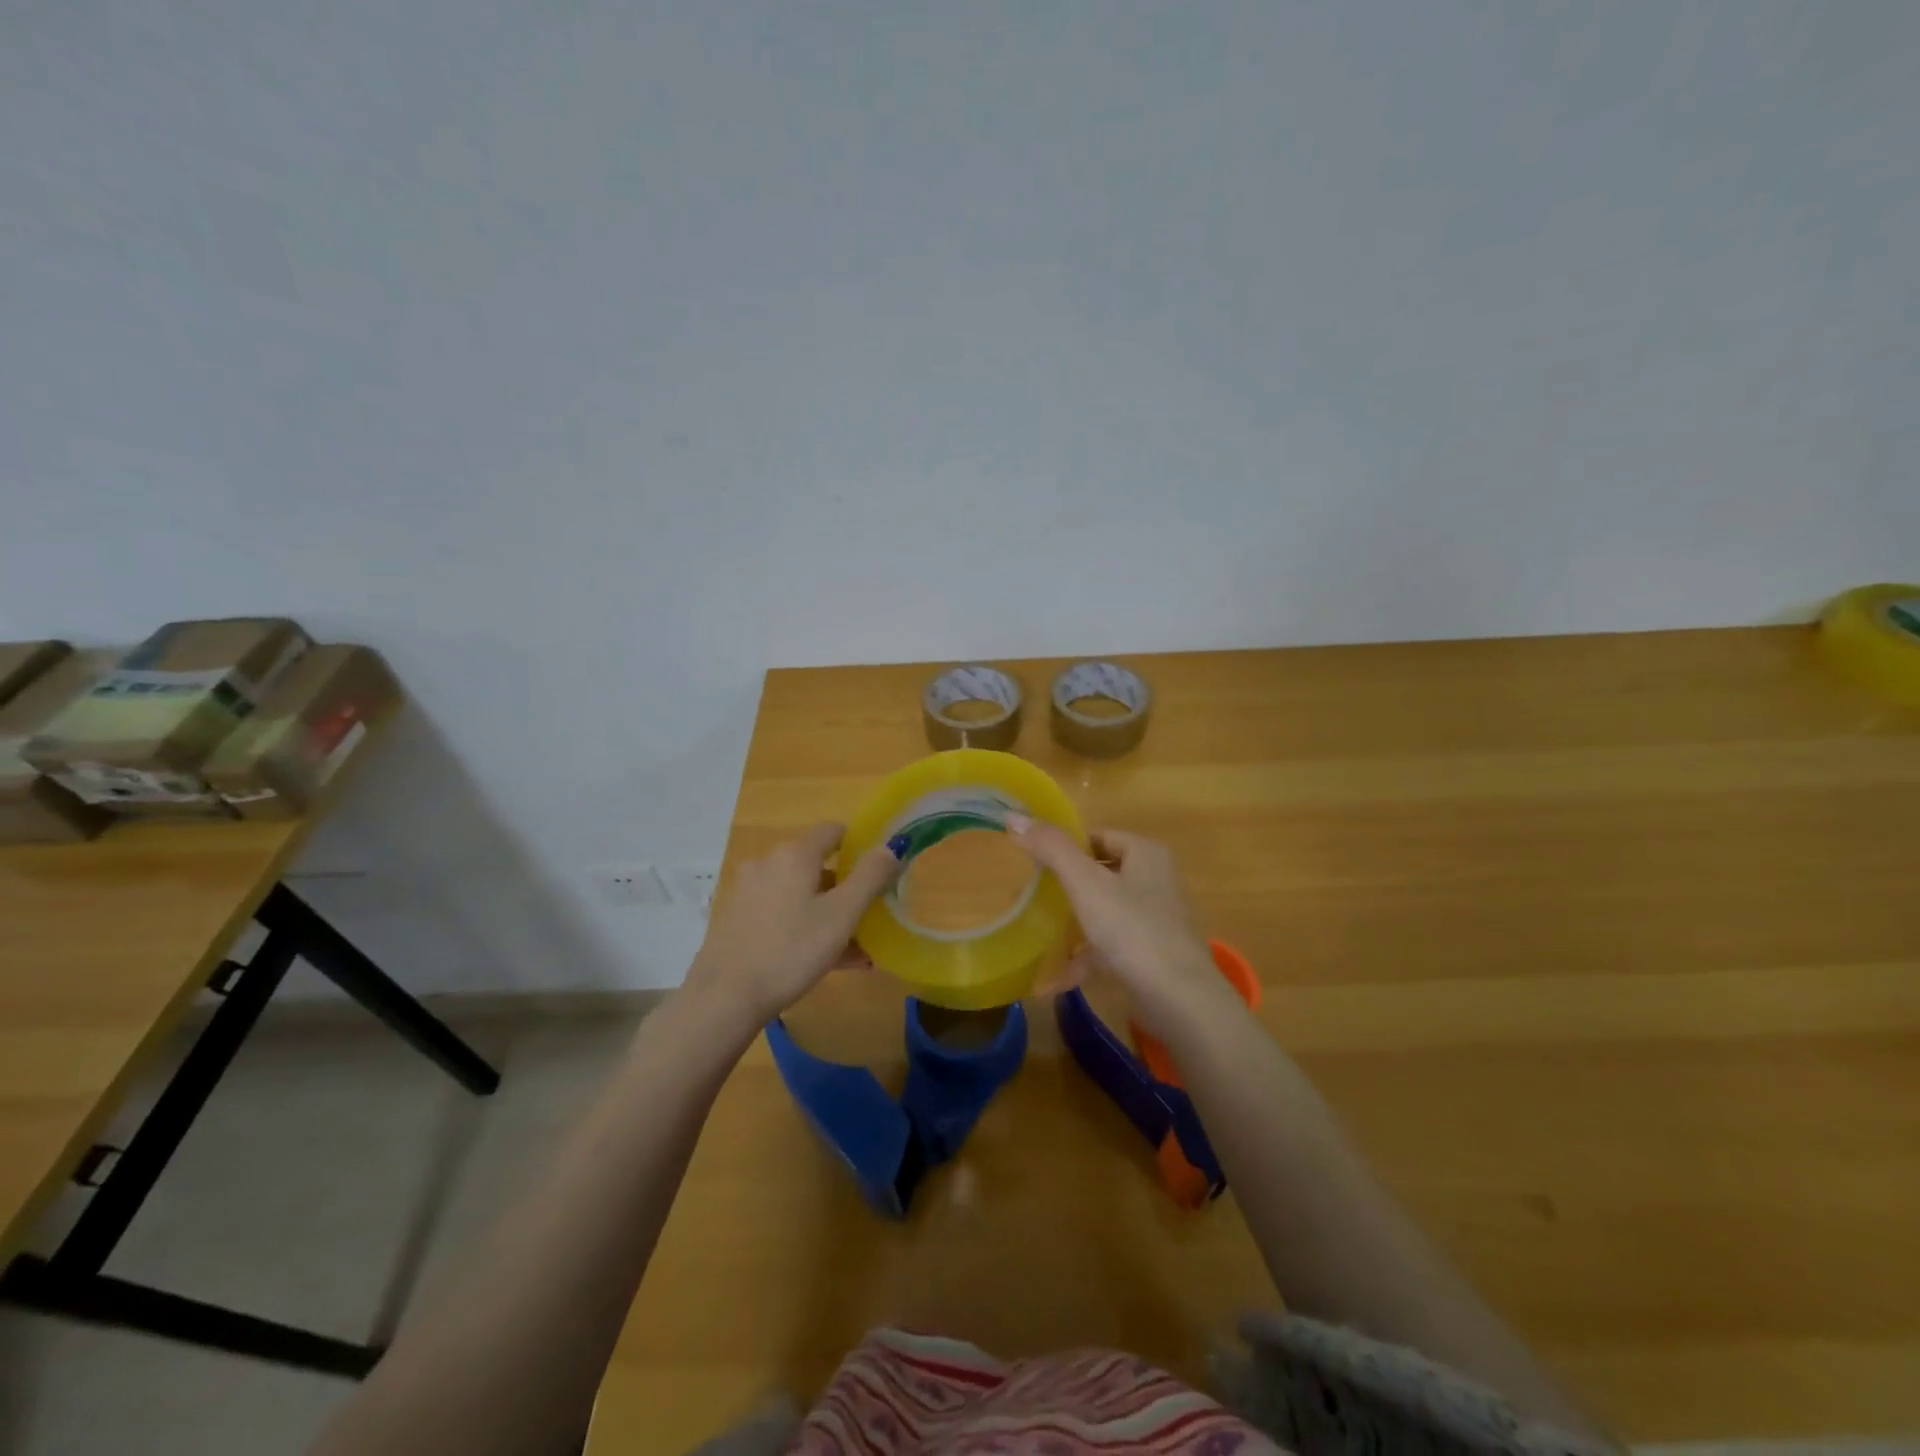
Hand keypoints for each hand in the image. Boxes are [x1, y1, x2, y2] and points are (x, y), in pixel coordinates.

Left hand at [683, 822, 900, 1027]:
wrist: (724, 998)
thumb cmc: (791, 951)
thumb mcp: (842, 915)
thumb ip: (871, 876)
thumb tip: (893, 845)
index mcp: (795, 855)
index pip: (834, 831)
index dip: (860, 845)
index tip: (879, 872)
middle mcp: (768, 863)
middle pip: (817, 864)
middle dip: (846, 888)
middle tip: (869, 918)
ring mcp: (748, 891)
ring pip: (800, 893)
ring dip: (828, 913)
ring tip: (854, 950)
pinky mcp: (737, 919)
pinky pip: (781, 913)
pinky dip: (804, 926)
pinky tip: (823, 960)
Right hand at [1007, 817, 1231, 1033]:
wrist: (1179, 999)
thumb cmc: (1131, 929)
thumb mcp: (1085, 883)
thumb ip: (1051, 848)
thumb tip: (1014, 817)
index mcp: (1145, 853)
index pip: (1097, 837)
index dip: (1065, 848)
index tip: (1034, 866)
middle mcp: (1156, 880)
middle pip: (1100, 874)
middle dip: (1063, 888)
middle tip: (1029, 899)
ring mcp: (1157, 919)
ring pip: (1104, 911)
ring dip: (1071, 925)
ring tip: (1036, 936)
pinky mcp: (1154, 954)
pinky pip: (1111, 947)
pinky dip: (1084, 958)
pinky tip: (1053, 980)